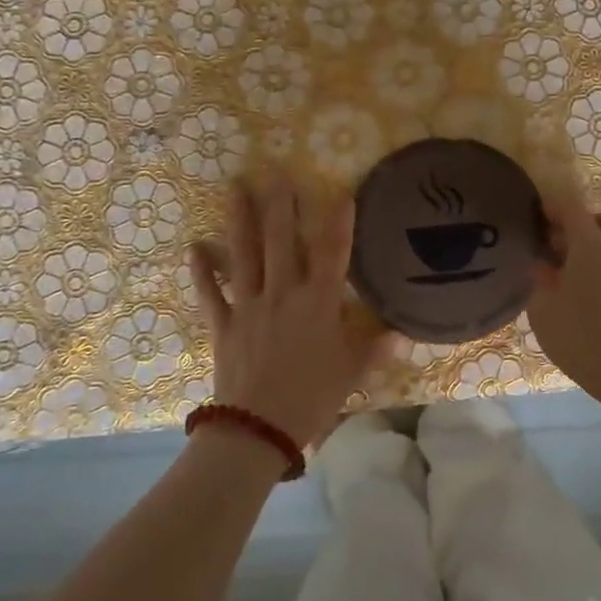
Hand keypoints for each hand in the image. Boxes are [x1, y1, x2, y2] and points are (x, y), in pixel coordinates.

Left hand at [188, 178, 387, 450]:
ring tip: (236, 188)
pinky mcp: (223, 324)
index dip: (339, 221)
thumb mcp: (351, 374)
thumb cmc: (311, 398)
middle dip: (281, 205)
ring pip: (244, 254)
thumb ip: (376, 350)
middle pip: (282, 241)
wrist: (258, 427)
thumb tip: (404, 335)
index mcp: (318, 303)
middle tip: (276, 173)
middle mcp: (283, 293)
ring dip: (240, 220)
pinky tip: (195, 247)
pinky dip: (202, 271)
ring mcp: (249, 305)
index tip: (342, 192)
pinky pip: (210, 292)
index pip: (333, 253)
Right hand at [527, 182, 600, 429]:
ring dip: (584, 245)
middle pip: (599, 218)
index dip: (551, 202)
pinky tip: (571, 288)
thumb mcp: (544, 309)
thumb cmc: (583, 338)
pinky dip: (592, 264)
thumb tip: (542, 264)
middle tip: (548, 242)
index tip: (531, 213)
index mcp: (590, 245)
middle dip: (574, 222)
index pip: (571, 205)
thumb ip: (540, 279)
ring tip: (557, 268)